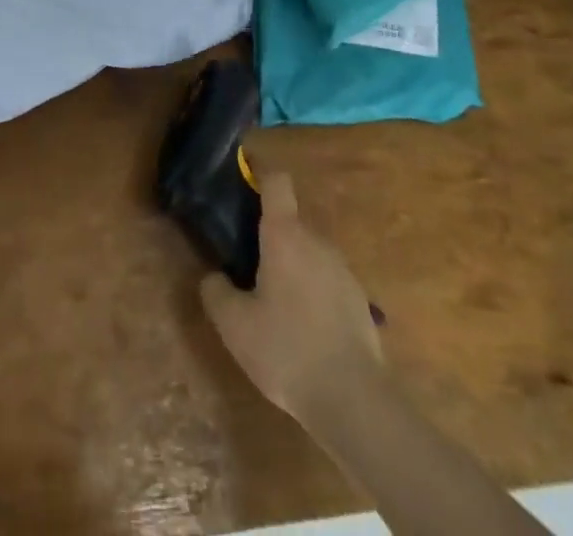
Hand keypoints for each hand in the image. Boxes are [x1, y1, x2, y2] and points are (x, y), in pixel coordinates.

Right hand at [201, 170, 385, 429]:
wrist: (354, 401)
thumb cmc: (286, 350)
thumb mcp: (234, 325)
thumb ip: (216, 291)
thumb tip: (214, 276)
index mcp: (285, 235)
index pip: (277, 182)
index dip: (260, 171)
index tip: (243, 173)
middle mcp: (317, 241)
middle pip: (289, 221)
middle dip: (268, 234)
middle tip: (245, 260)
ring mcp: (343, 270)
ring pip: (309, 252)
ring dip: (290, 264)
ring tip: (272, 301)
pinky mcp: (359, 300)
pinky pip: (326, 280)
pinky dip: (311, 290)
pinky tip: (301, 328)